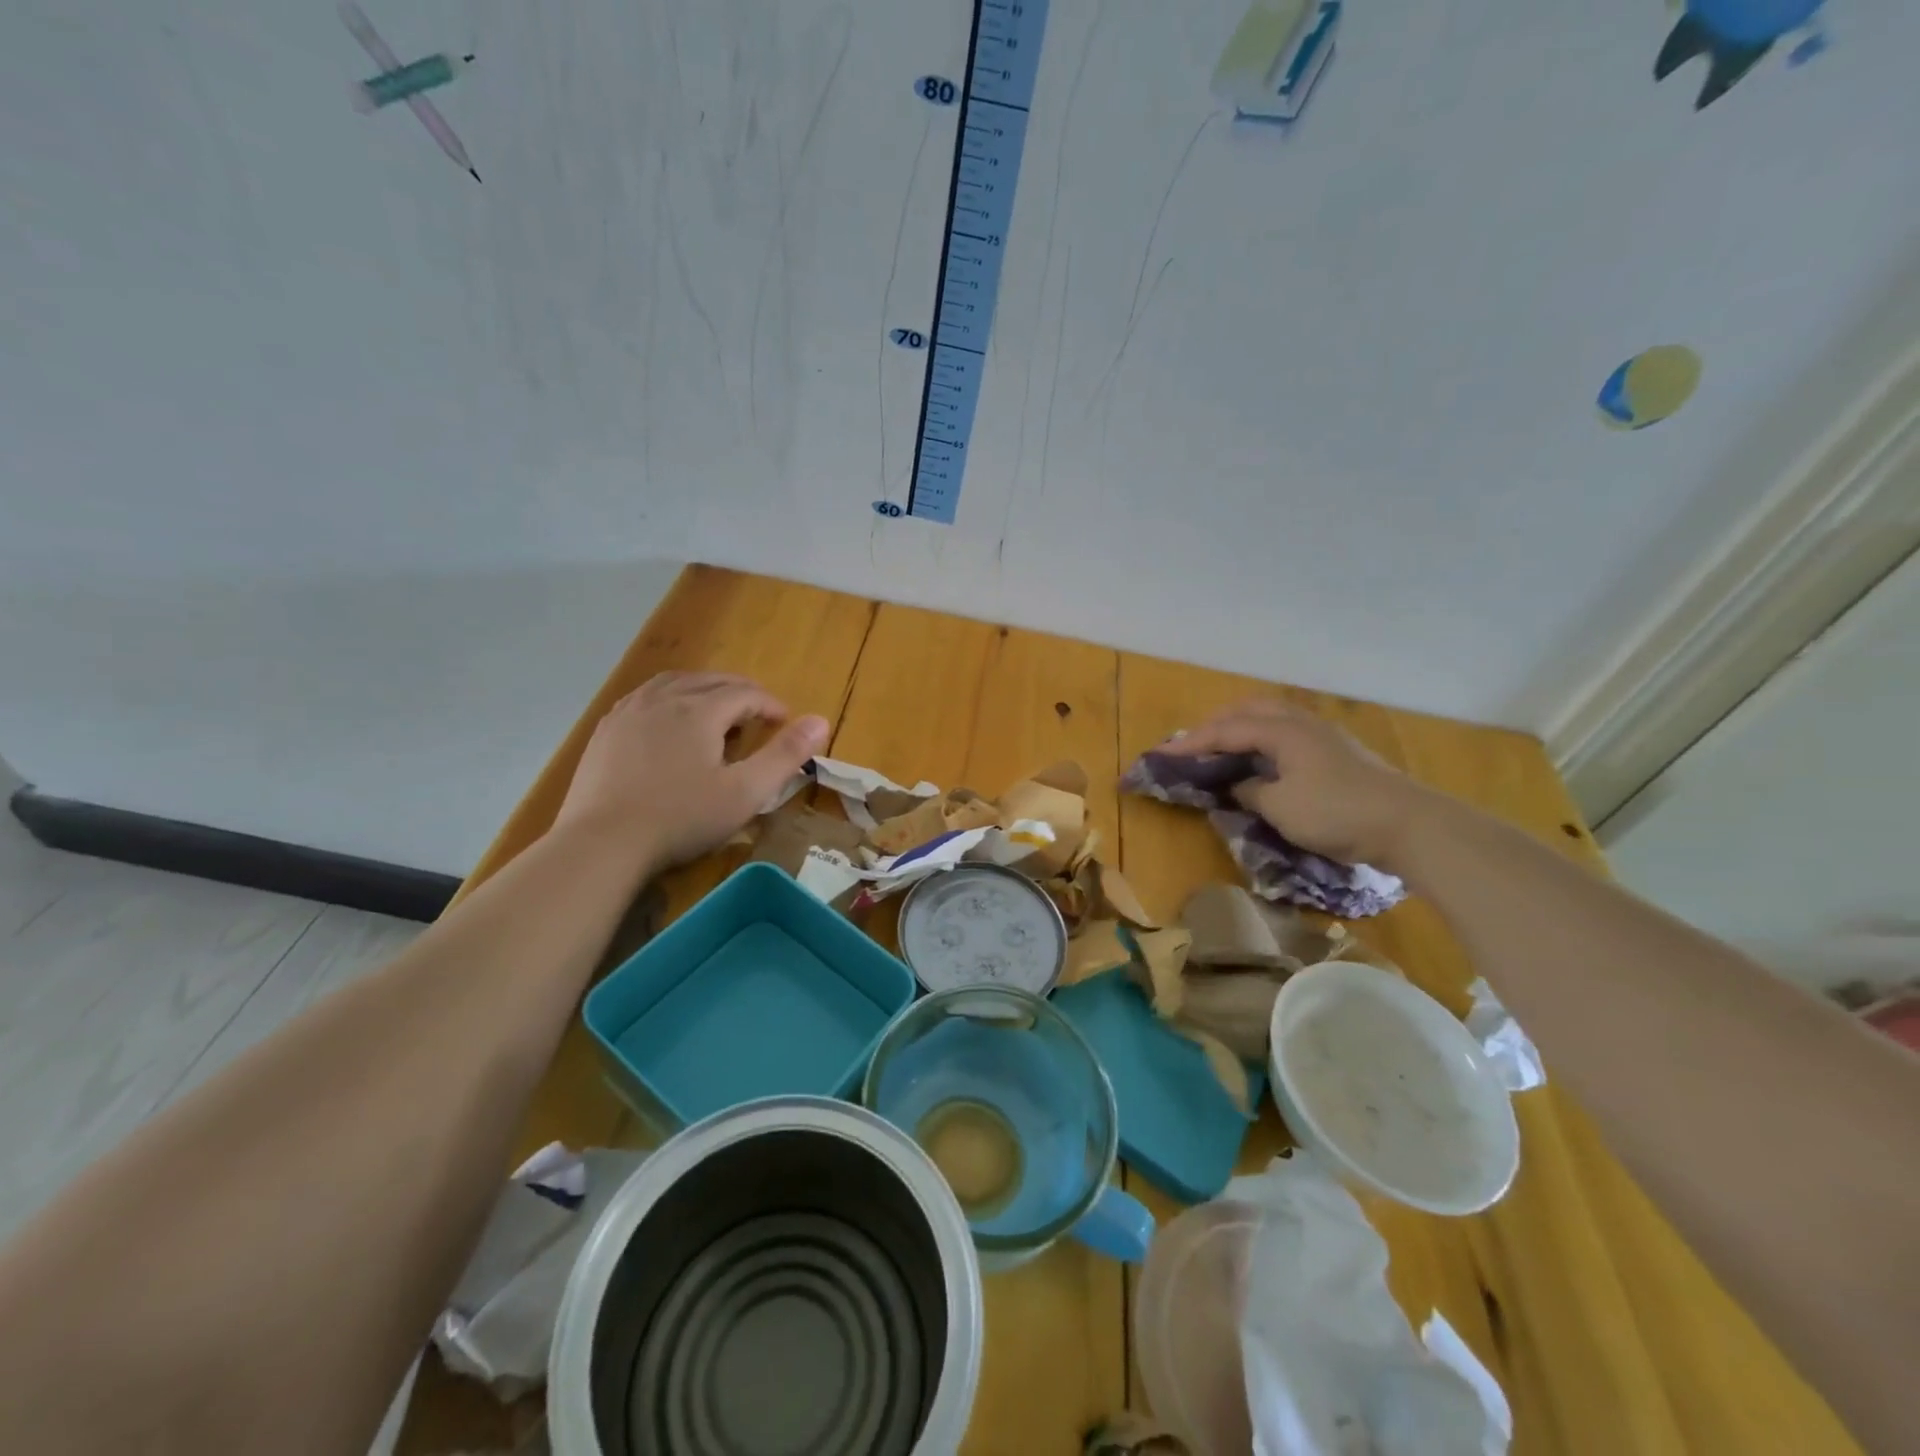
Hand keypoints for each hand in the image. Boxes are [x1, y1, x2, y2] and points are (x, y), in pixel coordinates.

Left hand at [554, 672, 828, 869]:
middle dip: (741, 692)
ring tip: (716, 706)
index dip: (771, 705)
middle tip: (758, 712)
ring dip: (703, 689)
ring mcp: (630, 712)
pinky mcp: (606, 730)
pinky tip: (669, 719)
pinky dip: (669, 698)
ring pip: (674, 683)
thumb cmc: (682, 818)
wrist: (603, 843)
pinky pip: (645, 697)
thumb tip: (821, 720)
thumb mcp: (745, 792)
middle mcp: (664, 698)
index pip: (745, 694)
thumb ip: (785, 755)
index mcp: (700, 710)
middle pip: (711, 681)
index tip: (786, 722)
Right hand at [1157, 701, 1426, 869]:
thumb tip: (1241, 785)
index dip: (1190, 743)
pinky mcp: (1338, 752)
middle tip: (1193, 745)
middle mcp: (1301, 723)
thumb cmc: (1337, 813)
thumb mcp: (1280, 807)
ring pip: (1272, 718)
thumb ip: (1251, 790)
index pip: (1225, 730)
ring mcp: (1324, 735)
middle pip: (1249, 709)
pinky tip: (1263, 760)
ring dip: (1242, 728)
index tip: (1160, 755)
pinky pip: (1287, 733)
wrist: (1409, 824)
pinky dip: (1263, 740)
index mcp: (1282, 731)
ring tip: (1224, 749)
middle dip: (1216, 724)